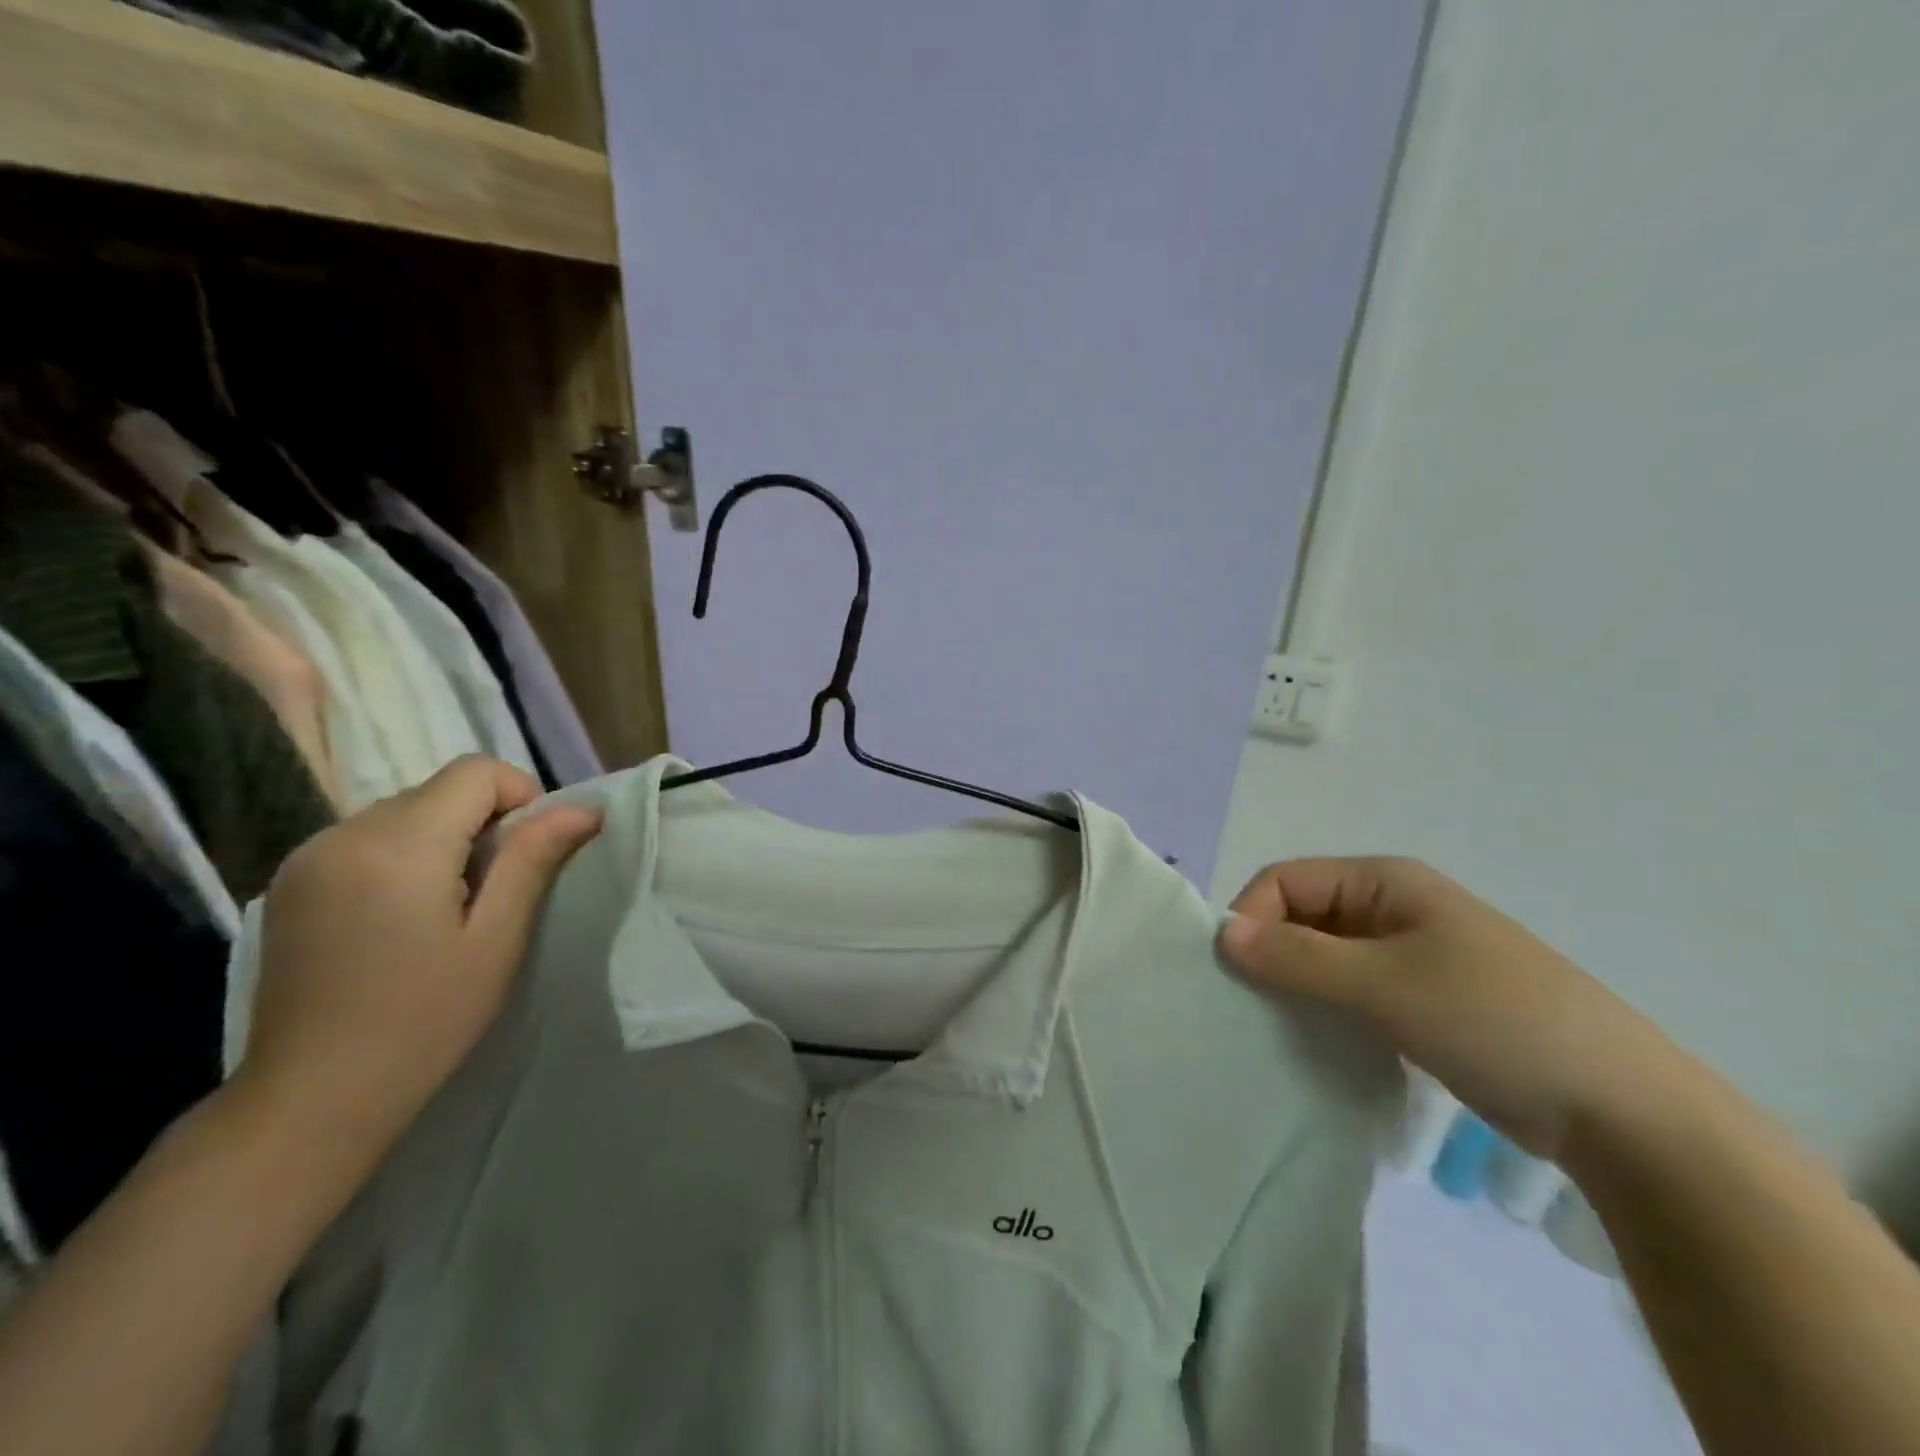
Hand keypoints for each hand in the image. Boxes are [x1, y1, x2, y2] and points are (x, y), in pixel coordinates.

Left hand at [232, 757, 600, 1173]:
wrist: (311, 1099)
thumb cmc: (424, 1019)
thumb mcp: (497, 938)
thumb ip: (535, 859)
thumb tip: (585, 808)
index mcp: (398, 844)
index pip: (476, 771)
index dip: (519, 798)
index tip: (526, 857)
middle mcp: (343, 833)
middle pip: (439, 789)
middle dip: (482, 822)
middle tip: (492, 894)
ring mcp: (307, 857)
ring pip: (405, 811)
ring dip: (443, 839)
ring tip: (447, 908)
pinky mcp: (291, 882)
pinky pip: (368, 838)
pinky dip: (403, 856)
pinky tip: (403, 916)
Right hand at [1218, 857, 1678, 1160]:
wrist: (1620, 1109)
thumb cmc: (1493, 1020)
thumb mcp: (1384, 984)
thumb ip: (1297, 957)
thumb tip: (1222, 935)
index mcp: (1385, 881)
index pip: (1287, 880)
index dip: (1252, 917)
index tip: (1237, 976)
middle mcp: (1391, 908)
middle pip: (1302, 916)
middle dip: (1270, 954)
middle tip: (1252, 1009)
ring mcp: (1408, 956)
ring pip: (1324, 957)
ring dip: (1296, 987)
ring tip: (1280, 1031)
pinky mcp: (1420, 1001)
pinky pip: (1350, 992)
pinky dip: (1325, 1011)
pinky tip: (1318, 1045)